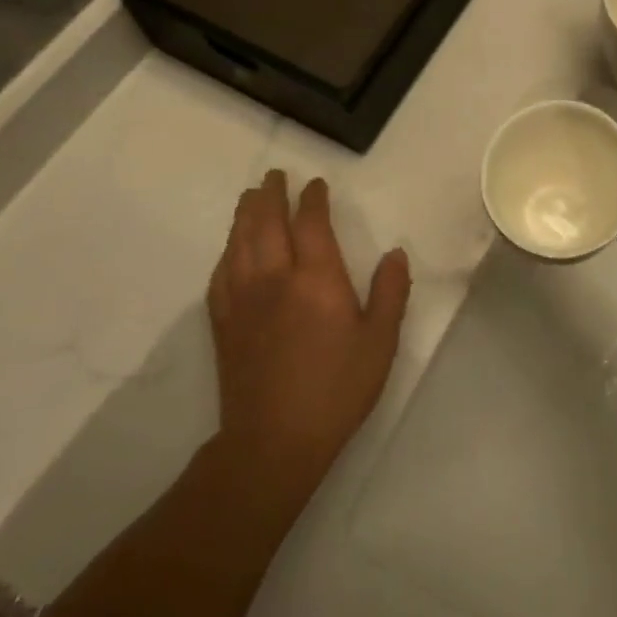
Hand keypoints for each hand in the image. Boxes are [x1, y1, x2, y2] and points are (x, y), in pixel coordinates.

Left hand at [205, 170, 410, 514]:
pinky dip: (227, 251)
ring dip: (245, 214)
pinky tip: (231, 249)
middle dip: (271, 195)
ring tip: (250, 197)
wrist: (274, 441)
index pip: (311, 223)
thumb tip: (395, 253)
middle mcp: (275, 278)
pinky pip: (220, 273)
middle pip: (267, 223)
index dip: (312, 199)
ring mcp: (243, 299)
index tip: (315, 184)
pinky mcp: (223, 323)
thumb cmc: (337, 389)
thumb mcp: (380, 341)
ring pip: (239, 242)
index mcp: (317, 279)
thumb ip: (390, 292)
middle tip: (275, 176)